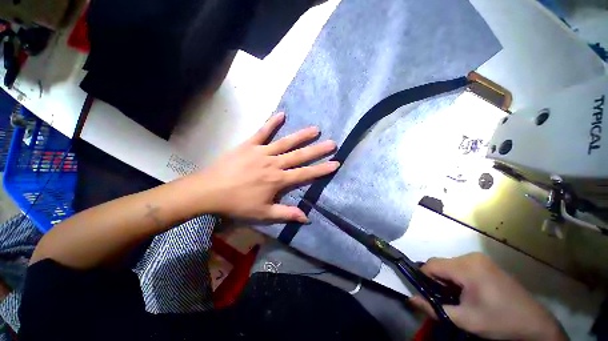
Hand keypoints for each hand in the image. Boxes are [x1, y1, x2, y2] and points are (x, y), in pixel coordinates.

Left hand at [194, 112, 337, 221]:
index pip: (305, 174)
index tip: (335, 163)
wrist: (210, 191)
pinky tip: (282, 114)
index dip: (321, 169)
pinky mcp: (249, 145)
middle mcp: (274, 164)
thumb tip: (307, 218)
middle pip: (299, 156)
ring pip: (286, 142)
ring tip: (316, 129)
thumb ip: (286, 214)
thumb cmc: (238, 204)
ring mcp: (261, 152)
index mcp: (278, 180)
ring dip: (301, 136)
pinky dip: (271, 123)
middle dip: (318, 150)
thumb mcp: (263, 214)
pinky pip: (262, 132)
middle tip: (332, 143)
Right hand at [410, 253, 567, 340]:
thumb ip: (435, 308)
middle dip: (437, 281)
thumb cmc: (499, 321)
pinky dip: (458, 278)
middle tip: (445, 300)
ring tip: (458, 298)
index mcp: (466, 267)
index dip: (424, 279)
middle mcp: (471, 257)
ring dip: (448, 280)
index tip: (428, 295)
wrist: (534, 322)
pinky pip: (461, 266)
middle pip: (441, 264)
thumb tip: (411, 299)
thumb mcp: (465, 320)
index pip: (431, 265)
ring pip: (450, 265)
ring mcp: (480, 259)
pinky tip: (468, 293)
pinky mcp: (485, 263)